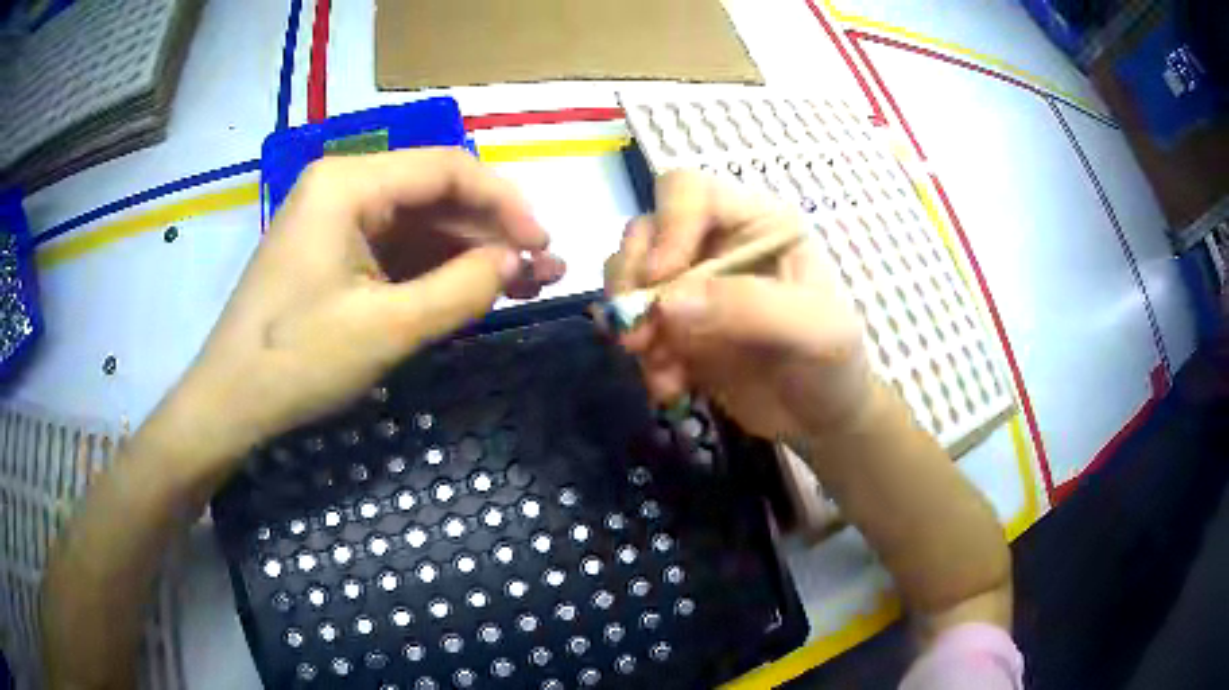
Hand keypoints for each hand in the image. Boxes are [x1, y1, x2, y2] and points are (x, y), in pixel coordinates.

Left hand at [161, 148, 563, 469]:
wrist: (230, 403)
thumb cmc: (296, 361)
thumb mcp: (387, 328)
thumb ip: (462, 288)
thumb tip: (519, 261)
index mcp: (349, 181)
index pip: (447, 169)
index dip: (505, 203)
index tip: (544, 244)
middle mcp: (344, 185)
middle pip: (435, 194)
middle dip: (492, 233)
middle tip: (543, 271)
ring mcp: (336, 218)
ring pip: (420, 223)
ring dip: (470, 253)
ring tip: (523, 284)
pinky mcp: (333, 251)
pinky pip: (397, 248)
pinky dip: (436, 270)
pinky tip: (473, 290)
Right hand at [607, 170, 868, 439]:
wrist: (821, 424)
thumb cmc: (833, 365)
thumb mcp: (814, 331)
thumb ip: (750, 307)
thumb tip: (667, 303)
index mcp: (757, 224)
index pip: (689, 191)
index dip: (667, 226)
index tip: (660, 279)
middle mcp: (717, 244)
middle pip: (645, 230)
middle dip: (632, 279)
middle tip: (637, 334)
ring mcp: (692, 288)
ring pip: (630, 277)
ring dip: (632, 324)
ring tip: (660, 369)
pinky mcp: (676, 328)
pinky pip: (634, 326)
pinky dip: (642, 358)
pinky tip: (670, 387)